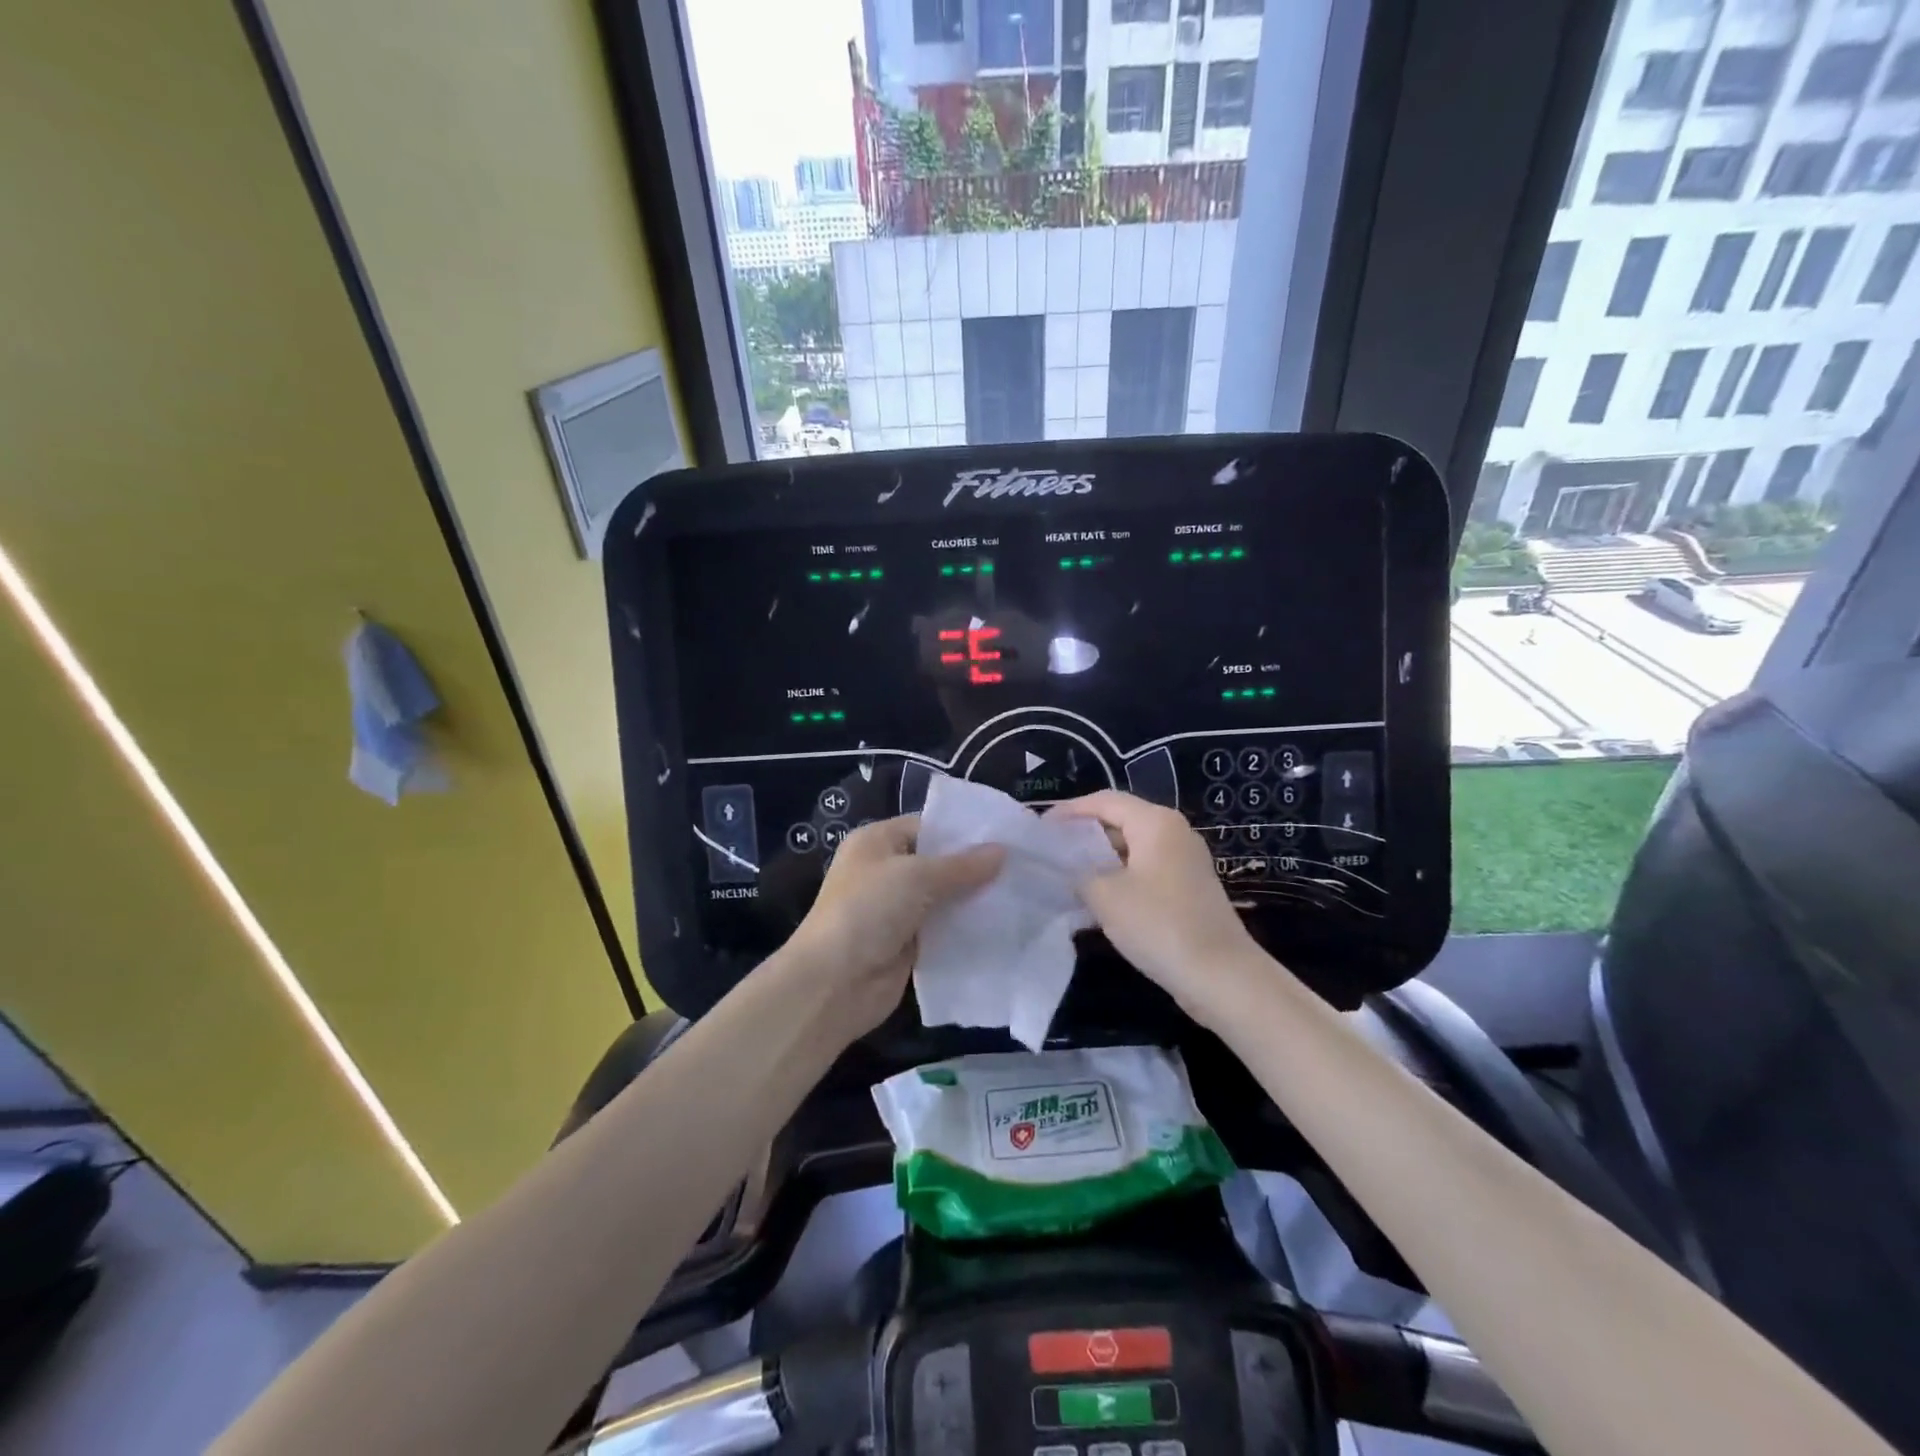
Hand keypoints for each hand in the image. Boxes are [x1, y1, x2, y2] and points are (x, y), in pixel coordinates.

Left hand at [783, 816, 1002, 1041]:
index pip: (927, 827)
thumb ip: (962, 866)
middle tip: (1022, 866)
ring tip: (1021, 895)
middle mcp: (885, 872)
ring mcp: (896, 910)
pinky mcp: (907, 944)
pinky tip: (1002, 926)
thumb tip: (1002, 851)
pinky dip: (966, 929)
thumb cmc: (868, 910)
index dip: (964, 832)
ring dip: (973, 900)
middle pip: (938, 864)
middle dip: (975, 868)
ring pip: (944, 898)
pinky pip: (943, 930)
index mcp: (877, 842)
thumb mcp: (916, 876)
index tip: (1007, 837)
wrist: (834, 982)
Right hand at [1049, 790, 1261, 1025]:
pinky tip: (1094, 901)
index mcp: (1155, 822)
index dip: (1068, 811)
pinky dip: (1117, 878)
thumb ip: (1078, 873)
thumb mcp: (1105, 896)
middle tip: (1048, 852)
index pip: (1103, 800)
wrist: (1221, 976)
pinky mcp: (1187, 889)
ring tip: (1064, 876)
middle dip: (1082, 835)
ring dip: (1098, 860)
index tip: (1039, 827)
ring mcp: (1183, 861)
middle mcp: (1173, 832)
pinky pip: (1144, 871)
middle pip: (1119, 821)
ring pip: (1130, 849)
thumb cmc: (1159, 924)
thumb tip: (1065, 867)